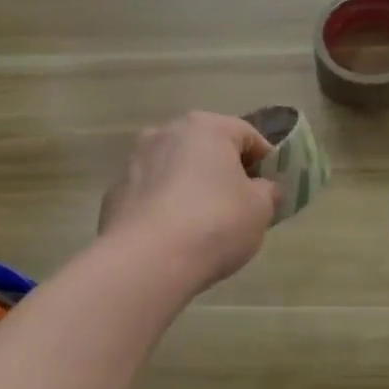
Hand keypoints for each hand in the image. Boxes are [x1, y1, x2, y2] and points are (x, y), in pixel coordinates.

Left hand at [99, 112, 278, 290]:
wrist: (147, 260)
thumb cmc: (215, 223)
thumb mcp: (260, 209)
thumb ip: (268, 192)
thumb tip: (264, 189)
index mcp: (205, 127)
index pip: (247, 135)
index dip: (266, 161)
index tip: (272, 189)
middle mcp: (165, 133)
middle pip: (206, 148)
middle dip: (224, 171)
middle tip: (241, 204)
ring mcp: (134, 162)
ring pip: (175, 169)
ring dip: (192, 187)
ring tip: (205, 223)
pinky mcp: (115, 194)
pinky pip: (152, 195)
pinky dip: (165, 207)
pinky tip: (174, 236)